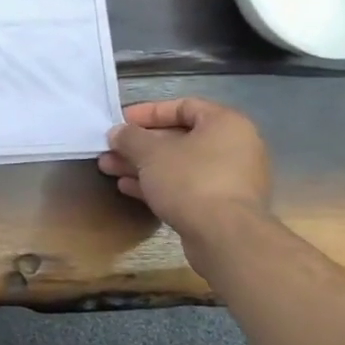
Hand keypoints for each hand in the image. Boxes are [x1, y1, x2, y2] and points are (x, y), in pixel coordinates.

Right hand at [98, 99, 271, 248]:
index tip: (121, 122)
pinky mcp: (222, 206)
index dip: (148, 112)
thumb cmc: (190, 180)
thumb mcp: (150, 152)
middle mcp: (234, 147)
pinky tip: (128, 188)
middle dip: (139, 144)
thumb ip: (130, 137)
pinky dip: (159, 184)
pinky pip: (186, 186)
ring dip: (143, 165)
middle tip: (110, 149)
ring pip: (179, 164)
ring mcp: (230, 179)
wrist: (225, 237)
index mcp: (225, 124)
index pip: (183, 107)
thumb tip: (118, 133)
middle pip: (178, 138)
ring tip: (109, 168)